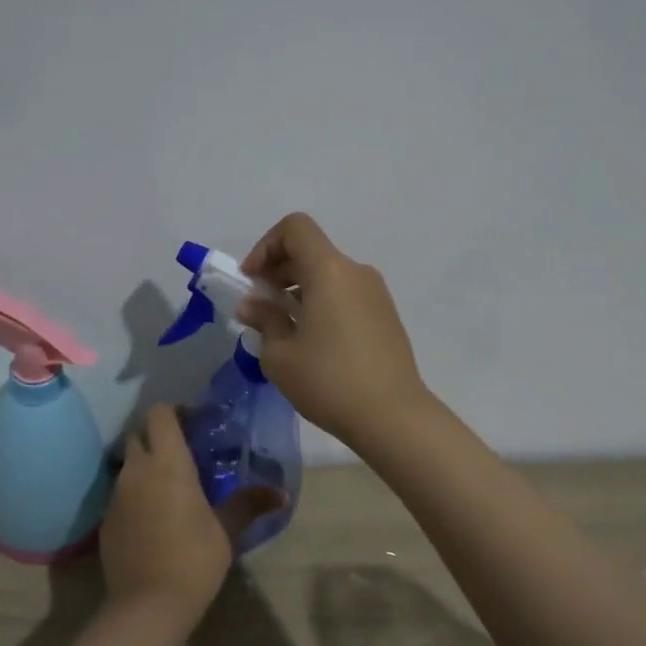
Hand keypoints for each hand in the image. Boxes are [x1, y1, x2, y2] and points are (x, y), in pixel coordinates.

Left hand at [101, 405, 282, 623]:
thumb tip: (282, 493)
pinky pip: (122, 492)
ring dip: (148, 465)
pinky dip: (137, 493)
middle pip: (140, 434)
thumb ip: (250, 504)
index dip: (176, 411)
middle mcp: (136, 470)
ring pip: (129, 464)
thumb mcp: (227, 530)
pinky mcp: (106, 520)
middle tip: (186, 452)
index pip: (160, 413)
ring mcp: (116, 495)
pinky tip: (156, 517)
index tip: (196, 424)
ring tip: (173, 486)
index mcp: (167, 462)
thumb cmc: (193, 559)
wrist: (146, 606)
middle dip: (159, 435)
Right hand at [237, 212, 431, 445]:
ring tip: (283, 329)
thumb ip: (264, 320)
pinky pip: (345, 294)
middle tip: (260, 307)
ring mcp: (376, 294)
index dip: (266, 246)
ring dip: (299, 289)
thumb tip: (252, 305)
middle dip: (278, 270)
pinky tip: (312, 342)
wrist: (393, 417)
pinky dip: (322, 303)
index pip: (295, 228)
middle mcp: (355, 272)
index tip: (252, 281)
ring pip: (329, 274)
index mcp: (329, 270)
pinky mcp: (386, 316)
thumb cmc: (329, 381)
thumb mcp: (281, 355)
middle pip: (311, 250)